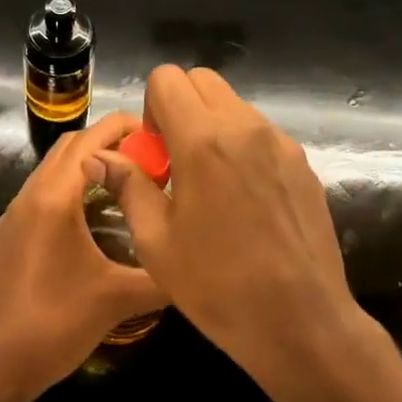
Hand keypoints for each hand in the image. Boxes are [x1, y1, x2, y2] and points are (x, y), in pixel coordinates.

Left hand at [0, 111, 169, 401]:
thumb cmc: (55, 325)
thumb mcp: (118, 300)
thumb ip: (161, 276)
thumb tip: (195, 261)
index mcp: (53, 197)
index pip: (89, 140)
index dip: (123, 127)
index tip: (157, 133)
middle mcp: (28, 196)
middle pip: (68, 148)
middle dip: (106, 142)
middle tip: (147, 158)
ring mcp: (10, 217)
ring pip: (51, 173)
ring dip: (85, 168)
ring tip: (124, 186)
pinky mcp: (4, 239)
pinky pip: (38, 199)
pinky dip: (67, 193)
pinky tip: (88, 225)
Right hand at [89, 66, 358, 377]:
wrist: (302, 323)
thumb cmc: (218, 287)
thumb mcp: (156, 241)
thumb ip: (128, 186)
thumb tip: (98, 157)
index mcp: (204, 141)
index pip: (167, 79)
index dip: (151, 107)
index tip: (156, 152)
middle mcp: (245, 128)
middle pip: (202, 80)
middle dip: (180, 108)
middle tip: (176, 162)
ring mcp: (280, 143)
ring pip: (234, 104)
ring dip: (211, 126)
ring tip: (210, 185)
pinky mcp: (302, 163)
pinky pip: (260, 132)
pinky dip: (241, 146)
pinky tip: (243, 200)